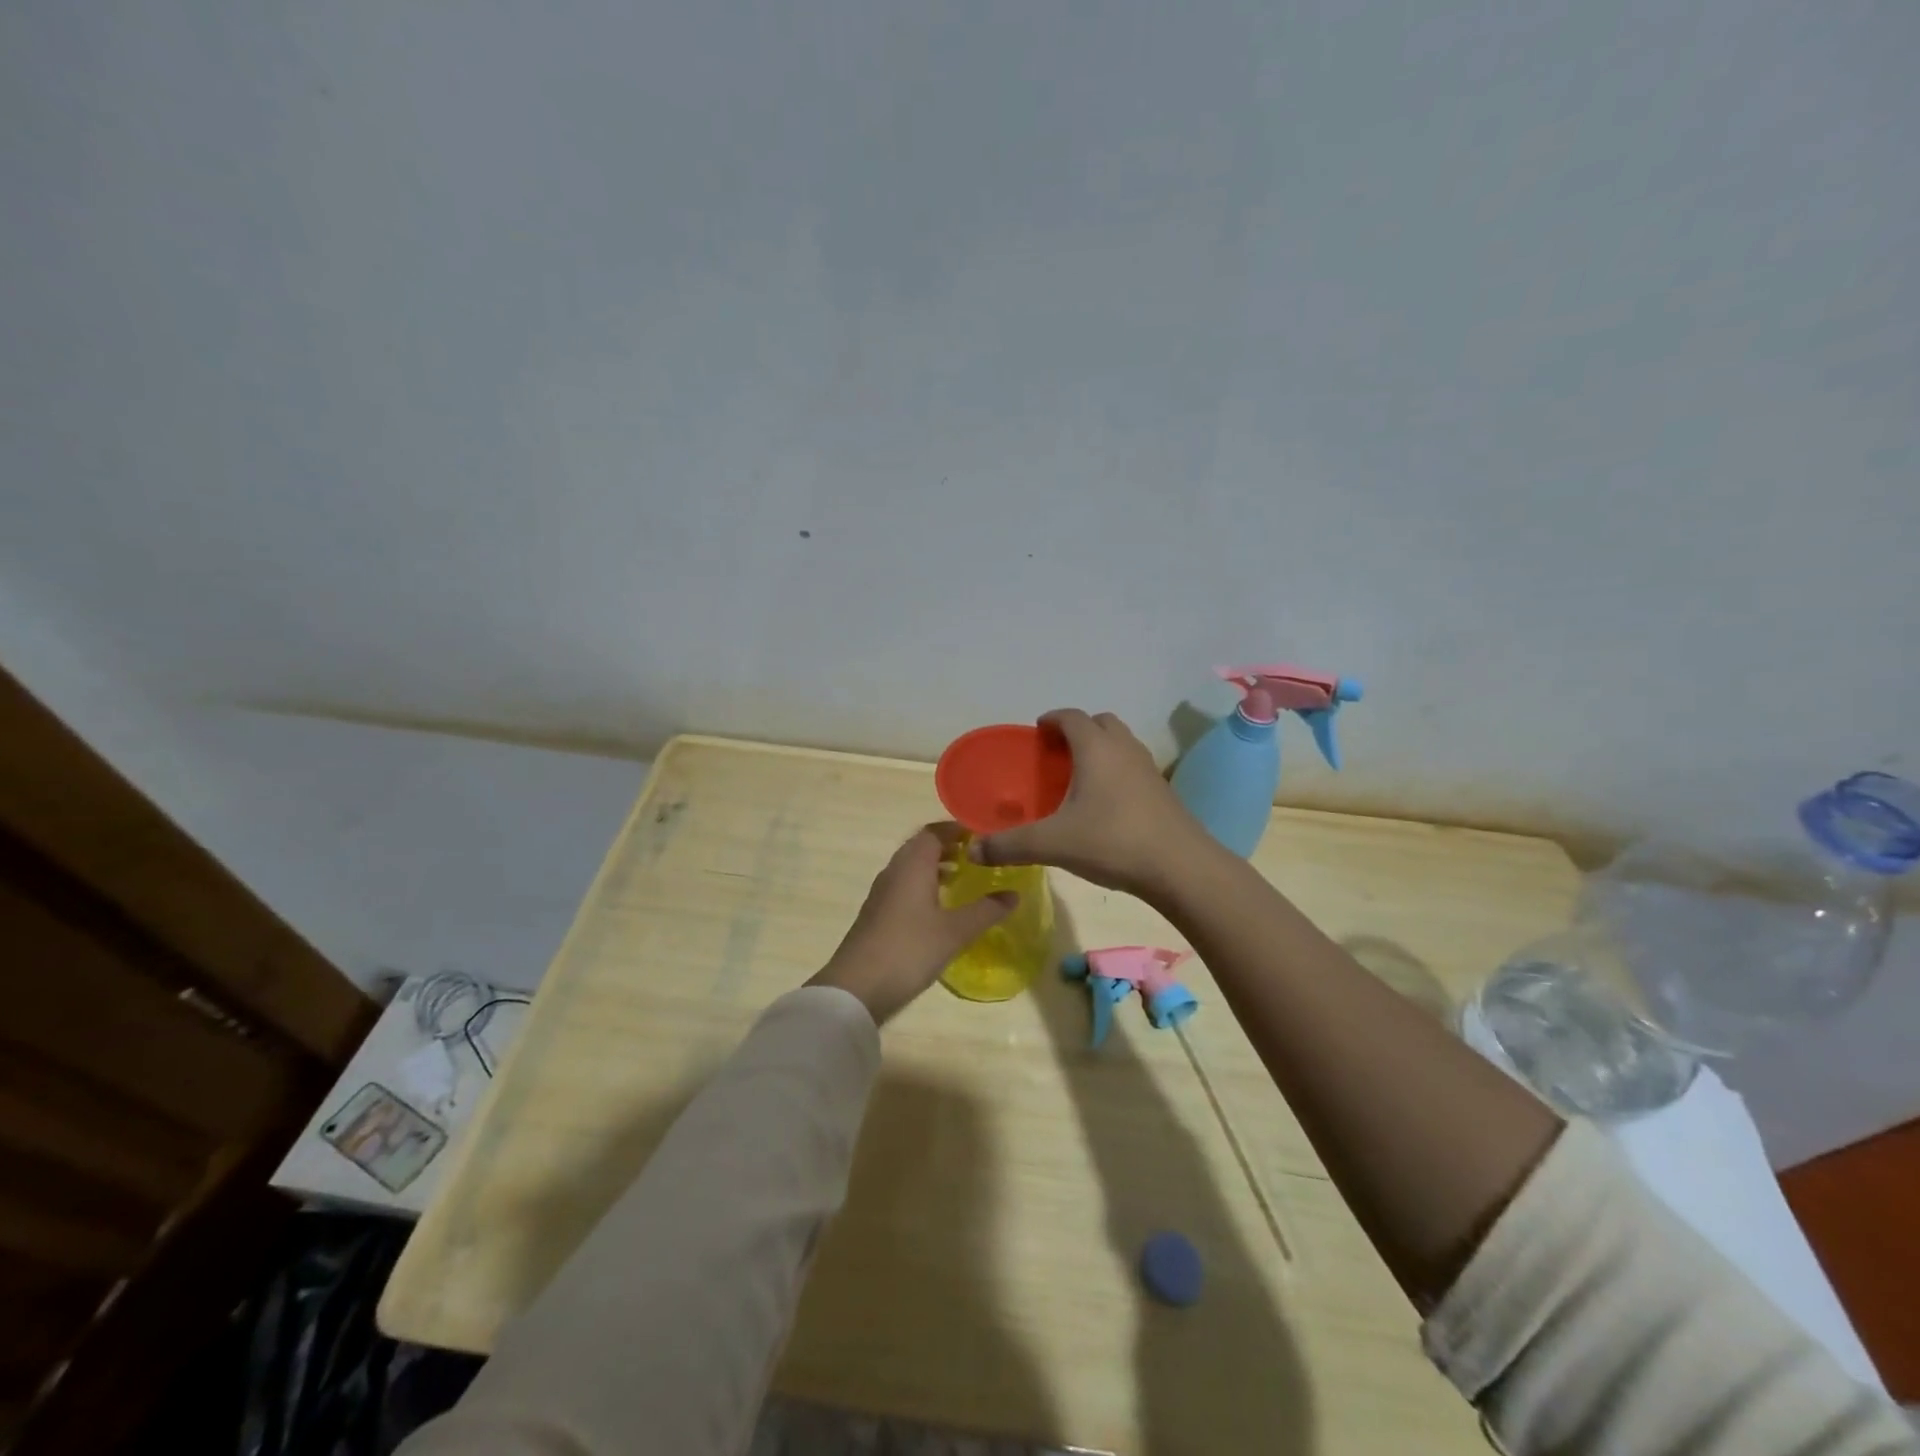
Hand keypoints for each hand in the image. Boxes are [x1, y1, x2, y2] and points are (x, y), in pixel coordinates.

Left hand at [809, 825, 1016, 1024]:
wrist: (856, 988)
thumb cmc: (909, 950)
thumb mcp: (955, 932)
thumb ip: (986, 910)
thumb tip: (1014, 894)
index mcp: (912, 865)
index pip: (934, 831)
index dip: (958, 829)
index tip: (984, 836)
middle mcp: (895, 871)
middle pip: (921, 847)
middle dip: (949, 847)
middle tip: (978, 857)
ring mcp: (882, 893)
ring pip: (911, 867)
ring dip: (936, 867)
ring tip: (963, 880)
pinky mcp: (877, 914)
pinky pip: (904, 887)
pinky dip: (924, 886)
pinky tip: (940, 909)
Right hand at [971, 709, 1210, 897]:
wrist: (1180, 867)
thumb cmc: (1112, 842)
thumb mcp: (1052, 844)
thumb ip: (1009, 845)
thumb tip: (973, 851)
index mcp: (1096, 748)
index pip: (1071, 717)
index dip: (1052, 720)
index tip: (1037, 732)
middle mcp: (1124, 749)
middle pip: (1100, 723)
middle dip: (1078, 730)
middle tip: (1057, 754)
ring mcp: (1148, 768)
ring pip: (1121, 743)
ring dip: (1100, 749)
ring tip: (1079, 777)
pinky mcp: (1163, 790)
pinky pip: (1133, 766)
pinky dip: (1116, 771)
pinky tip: (1106, 803)